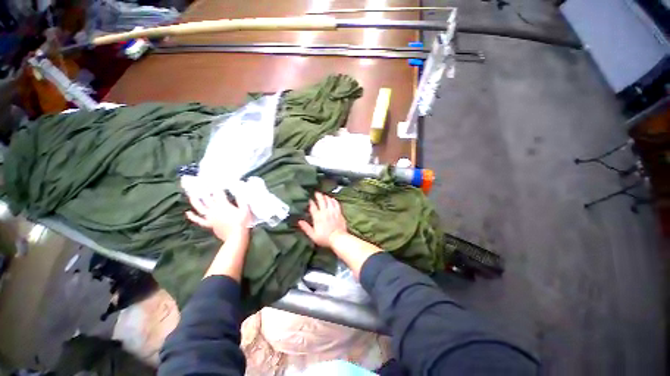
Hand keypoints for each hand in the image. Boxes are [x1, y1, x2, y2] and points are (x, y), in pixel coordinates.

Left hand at [186, 191, 251, 241]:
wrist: (236, 236)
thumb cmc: (242, 222)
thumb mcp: (245, 209)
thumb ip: (241, 200)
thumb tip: (239, 191)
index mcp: (224, 205)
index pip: (219, 193)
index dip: (217, 187)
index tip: (216, 181)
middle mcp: (214, 210)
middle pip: (208, 199)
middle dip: (206, 191)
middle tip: (203, 185)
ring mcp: (210, 217)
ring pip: (200, 208)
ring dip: (195, 201)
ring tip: (192, 195)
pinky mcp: (209, 224)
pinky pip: (198, 220)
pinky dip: (192, 216)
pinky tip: (188, 212)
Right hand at [298, 192, 347, 247]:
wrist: (338, 238)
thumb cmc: (325, 238)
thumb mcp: (313, 235)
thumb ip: (306, 228)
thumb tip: (299, 221)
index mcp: (317, 217)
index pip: (313, 207)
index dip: (311, 202)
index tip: (309, 199)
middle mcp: (325, 212)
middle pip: (321, 200)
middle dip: (318, 195)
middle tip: (316, 193)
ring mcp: (333, 211)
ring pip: (329, 200)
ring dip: (326, 197)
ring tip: (324, 195)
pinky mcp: (339, 212)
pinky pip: (336, 203)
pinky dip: (333, 200)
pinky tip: (332, 199)